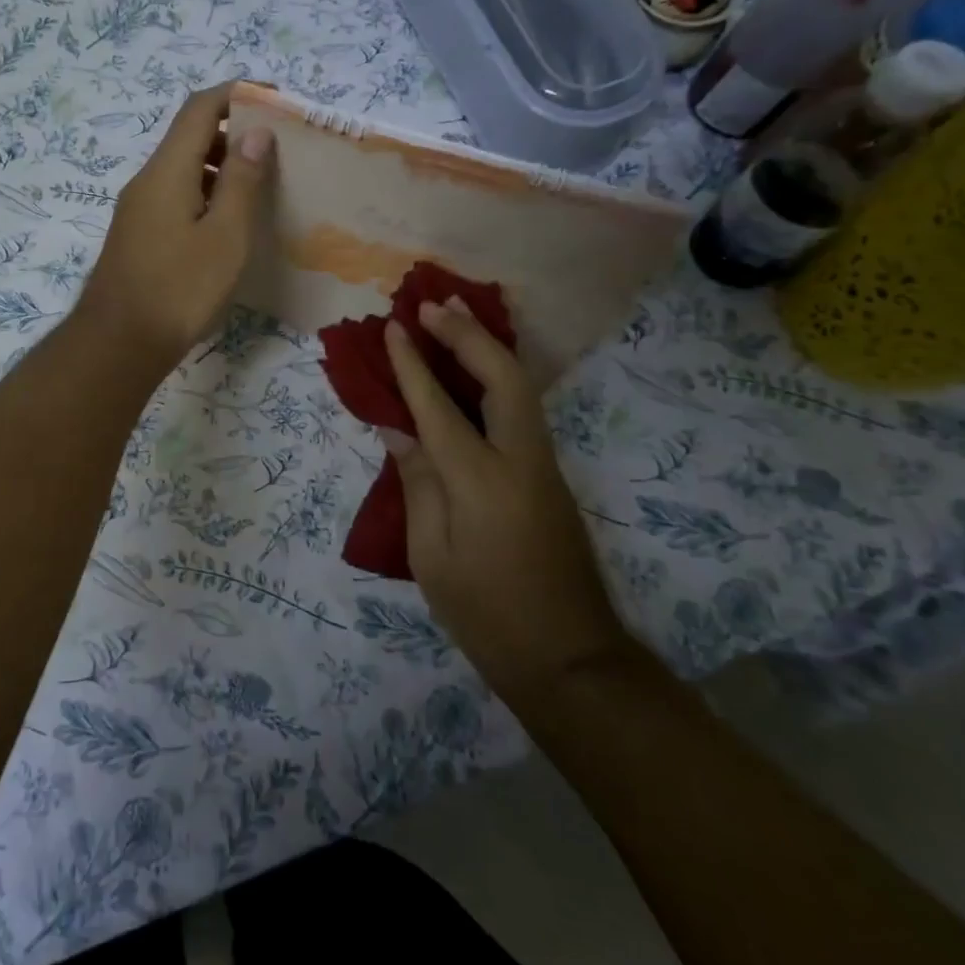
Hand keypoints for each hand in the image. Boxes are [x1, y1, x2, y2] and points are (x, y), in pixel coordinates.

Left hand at [75, 84, 274, 374]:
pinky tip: (229, 223)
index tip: (276, 100)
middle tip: (277, 150)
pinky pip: (175, 196)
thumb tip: (255, 131)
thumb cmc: (179, 289)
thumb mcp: (225, 236)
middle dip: (233, 132)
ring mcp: (138, 209)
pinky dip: (205, 193)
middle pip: (189, 136)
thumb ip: (241, 181)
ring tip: (261, 187)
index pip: (199, 108)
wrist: (119, 344)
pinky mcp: (138, 235)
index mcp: (167, 171)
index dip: (237, 94)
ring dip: (220, 166)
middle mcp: (147, 181)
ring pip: (182, 169)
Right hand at [382, 297, 631, 711]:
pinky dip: (496, 376)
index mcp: (481, 481)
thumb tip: (400, 430)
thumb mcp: (431, 556)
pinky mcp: (550, 476)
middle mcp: (520, 460)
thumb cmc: (486, 615)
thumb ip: (418, 484)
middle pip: (502, 377)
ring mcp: (543, 466)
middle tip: (433, 304)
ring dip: (486, 347)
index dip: (413, 365)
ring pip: (520, 387)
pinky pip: (521, 409)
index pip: (439, 407)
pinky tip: (476, 367)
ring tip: (455, 317)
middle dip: (467, 334)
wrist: (569, 660)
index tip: (395, 327)